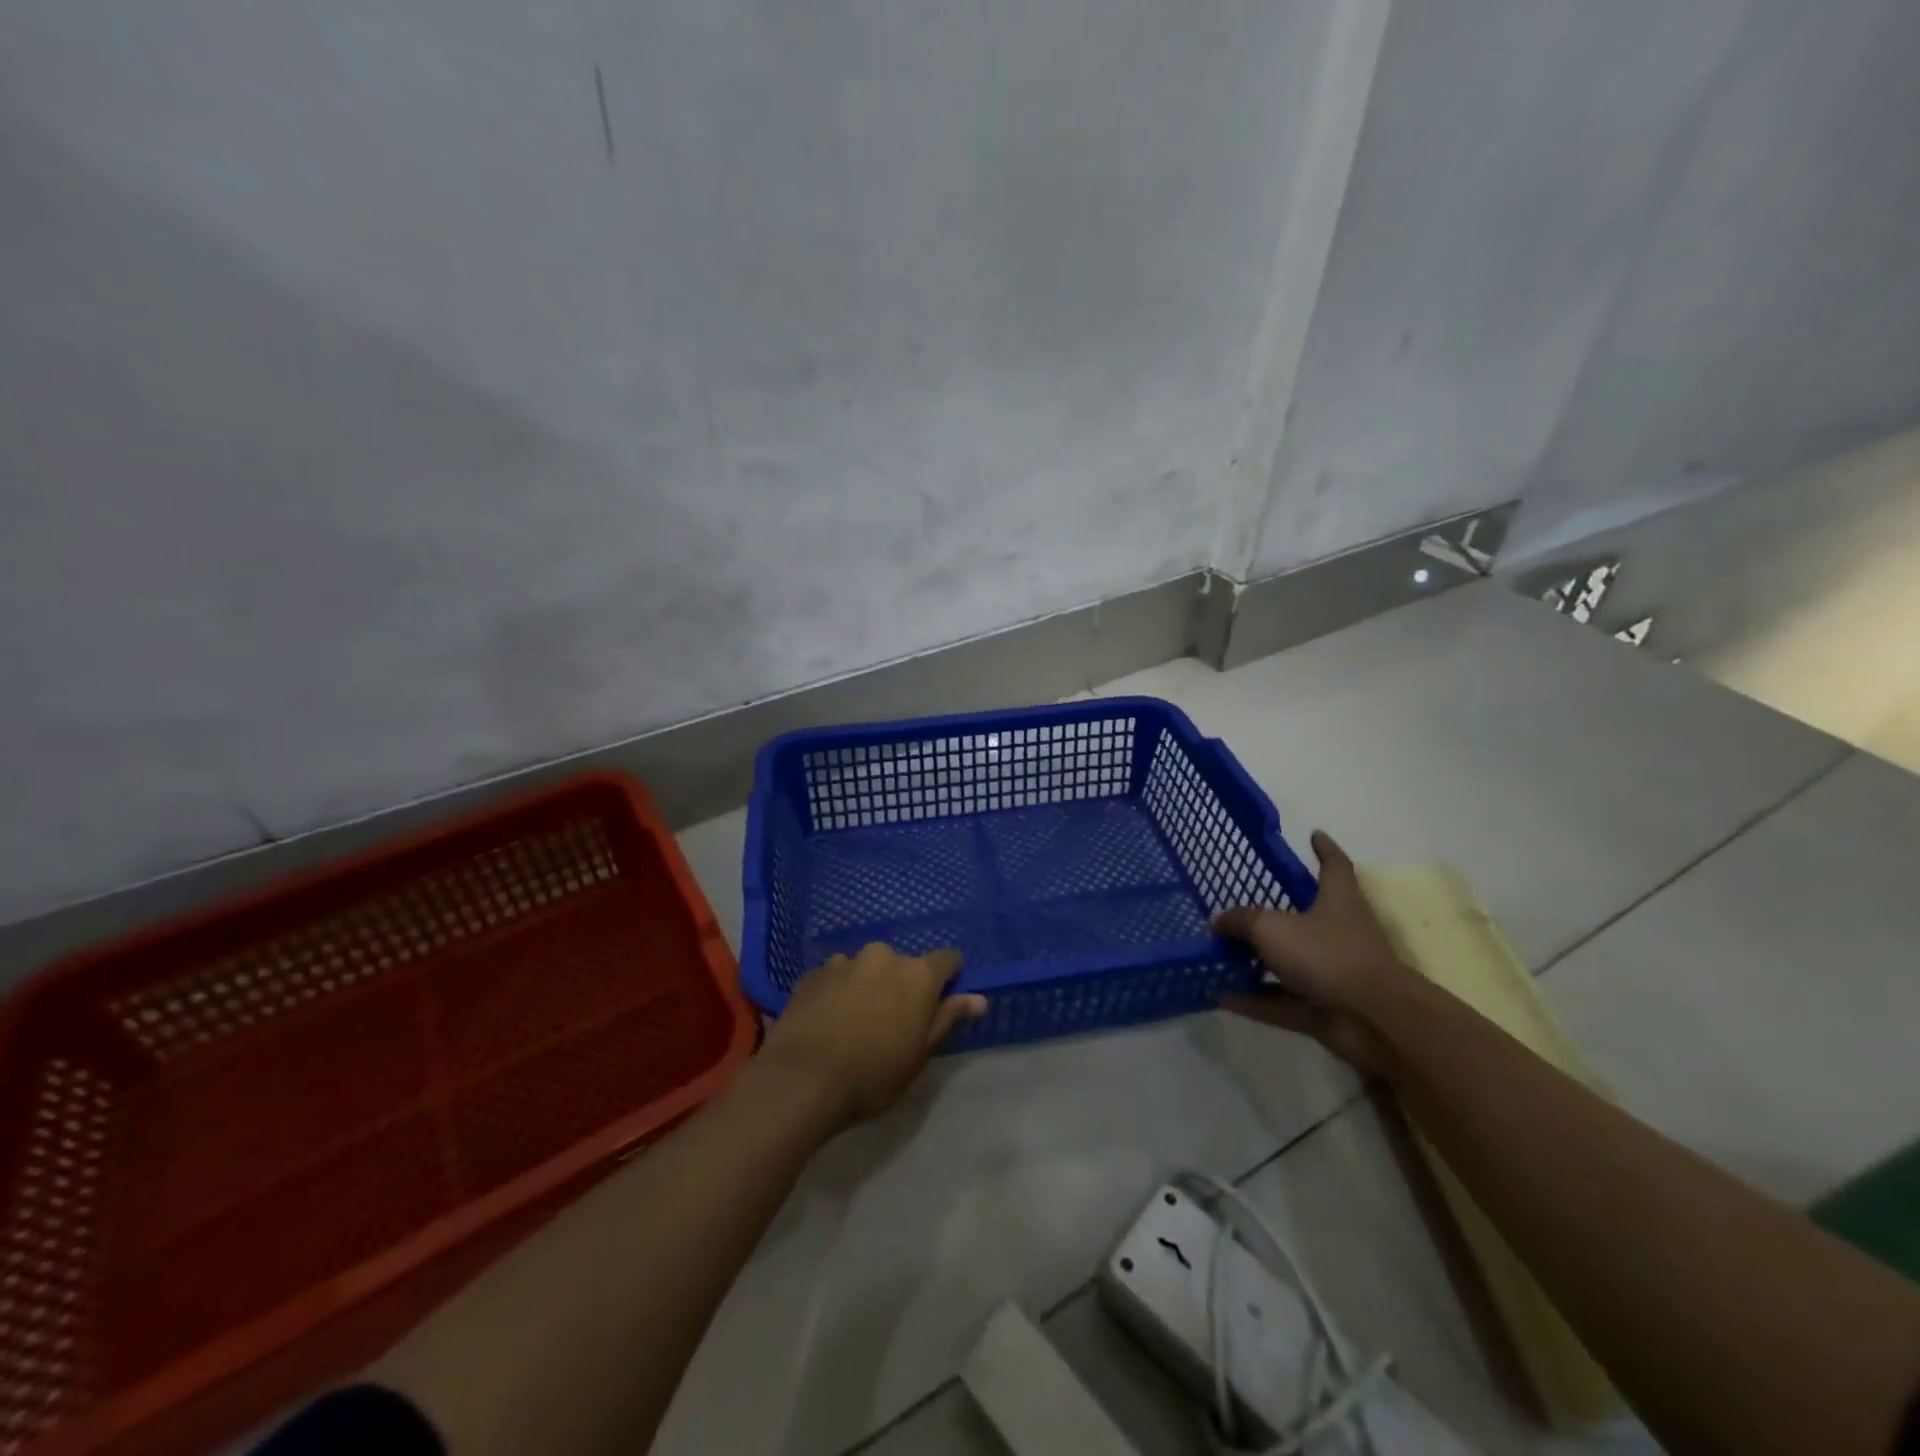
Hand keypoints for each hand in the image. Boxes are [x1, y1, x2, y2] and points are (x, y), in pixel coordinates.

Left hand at [761, 943, 988, 1124]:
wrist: (802, 1079)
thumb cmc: (873, 1074)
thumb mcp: (920, 1055)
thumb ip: (948, 1018)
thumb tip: (978, 998)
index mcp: (917, 974)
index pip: (947, 959)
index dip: (948, 977)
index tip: (940, 1000)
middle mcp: (883, 956)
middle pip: (902, 964)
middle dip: (900, 985)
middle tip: (891, 1022)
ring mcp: (844, 961)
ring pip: (865, 969)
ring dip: (866, 986)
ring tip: (853, 1023)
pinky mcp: (812, 973)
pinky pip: (835, 977)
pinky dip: (837, 992)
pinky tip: (827, 1022)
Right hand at [1213, 831, 1411, 1071]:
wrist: (1374, 1021)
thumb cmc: (1327, 956)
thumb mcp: (1271, 928)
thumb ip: (1241, 921)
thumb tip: (1218, 920)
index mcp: (1337, 900)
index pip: (1334, 865)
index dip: (1324, 849)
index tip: (1314, 834)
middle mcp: (1338, 932)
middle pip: (1307, 915)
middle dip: (1277, 912)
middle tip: (1242, 905)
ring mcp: (1332, 973)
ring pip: (1289, 962)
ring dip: (1258, 961)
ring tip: (1220, 955)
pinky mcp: (1323, 1008)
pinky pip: (1281, 1001)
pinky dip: (1254, 1000)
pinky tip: (1220, 997)